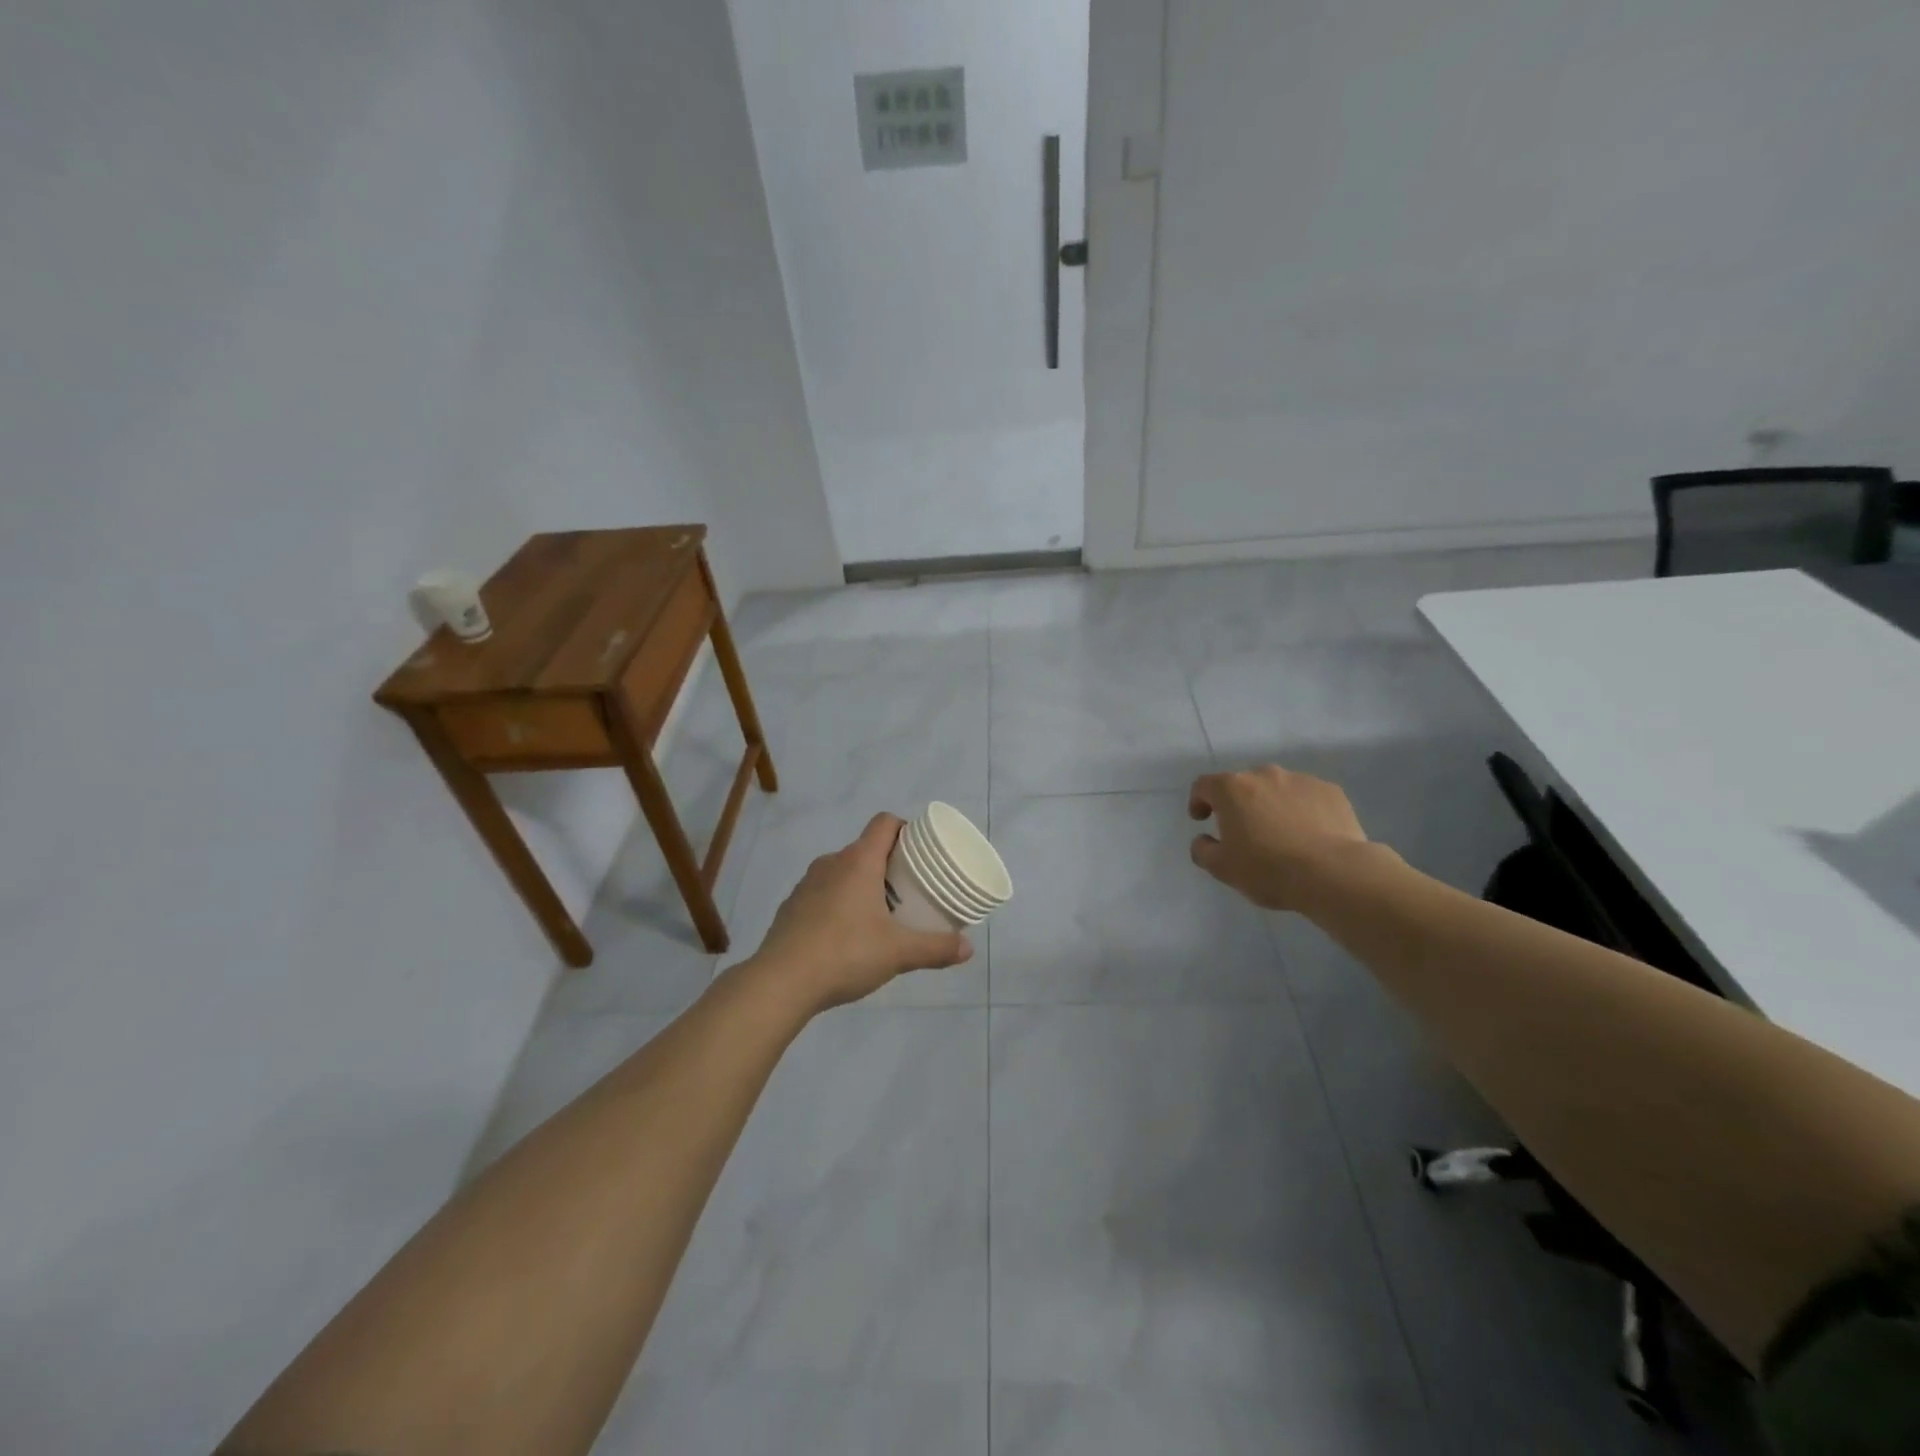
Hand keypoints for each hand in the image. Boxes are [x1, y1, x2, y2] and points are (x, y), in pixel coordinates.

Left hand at [749, 813, 972, 1010]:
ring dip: (862, 884)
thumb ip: (935, 948)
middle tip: (910, 889)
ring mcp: (807, 884)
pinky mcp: (791, 906)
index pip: (884, 823)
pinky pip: (823, 893)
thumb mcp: (898, 953)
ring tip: (880, 914)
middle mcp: (831, 863)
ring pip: (843, 872)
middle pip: (866, 848)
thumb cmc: (845, 954)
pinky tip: (847, 935)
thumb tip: (968, 949)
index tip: (921, 851)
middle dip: (889, 864)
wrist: (781, 982)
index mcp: (859, 861)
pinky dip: (839, 903)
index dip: (905, 829)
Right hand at [1188, 765, 1377, 912]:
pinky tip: (1309, 835)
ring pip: (1277, 789)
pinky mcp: (1331, 791)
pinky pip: (1307, 797)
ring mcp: (1301, 780)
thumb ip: (1202, 850)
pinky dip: (1302, 810)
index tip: (1202, 820)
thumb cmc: (1268, 869)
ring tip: (1282, 835)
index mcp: (1232, 789)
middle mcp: (1264, 775)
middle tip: (1245, 832)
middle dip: (1239, 804)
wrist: (1333, 873)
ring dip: (1272, 805)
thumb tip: (1203, 840)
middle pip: (1243, 785)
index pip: (1204, 785)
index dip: (1198, 801)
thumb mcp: (1222, 868)